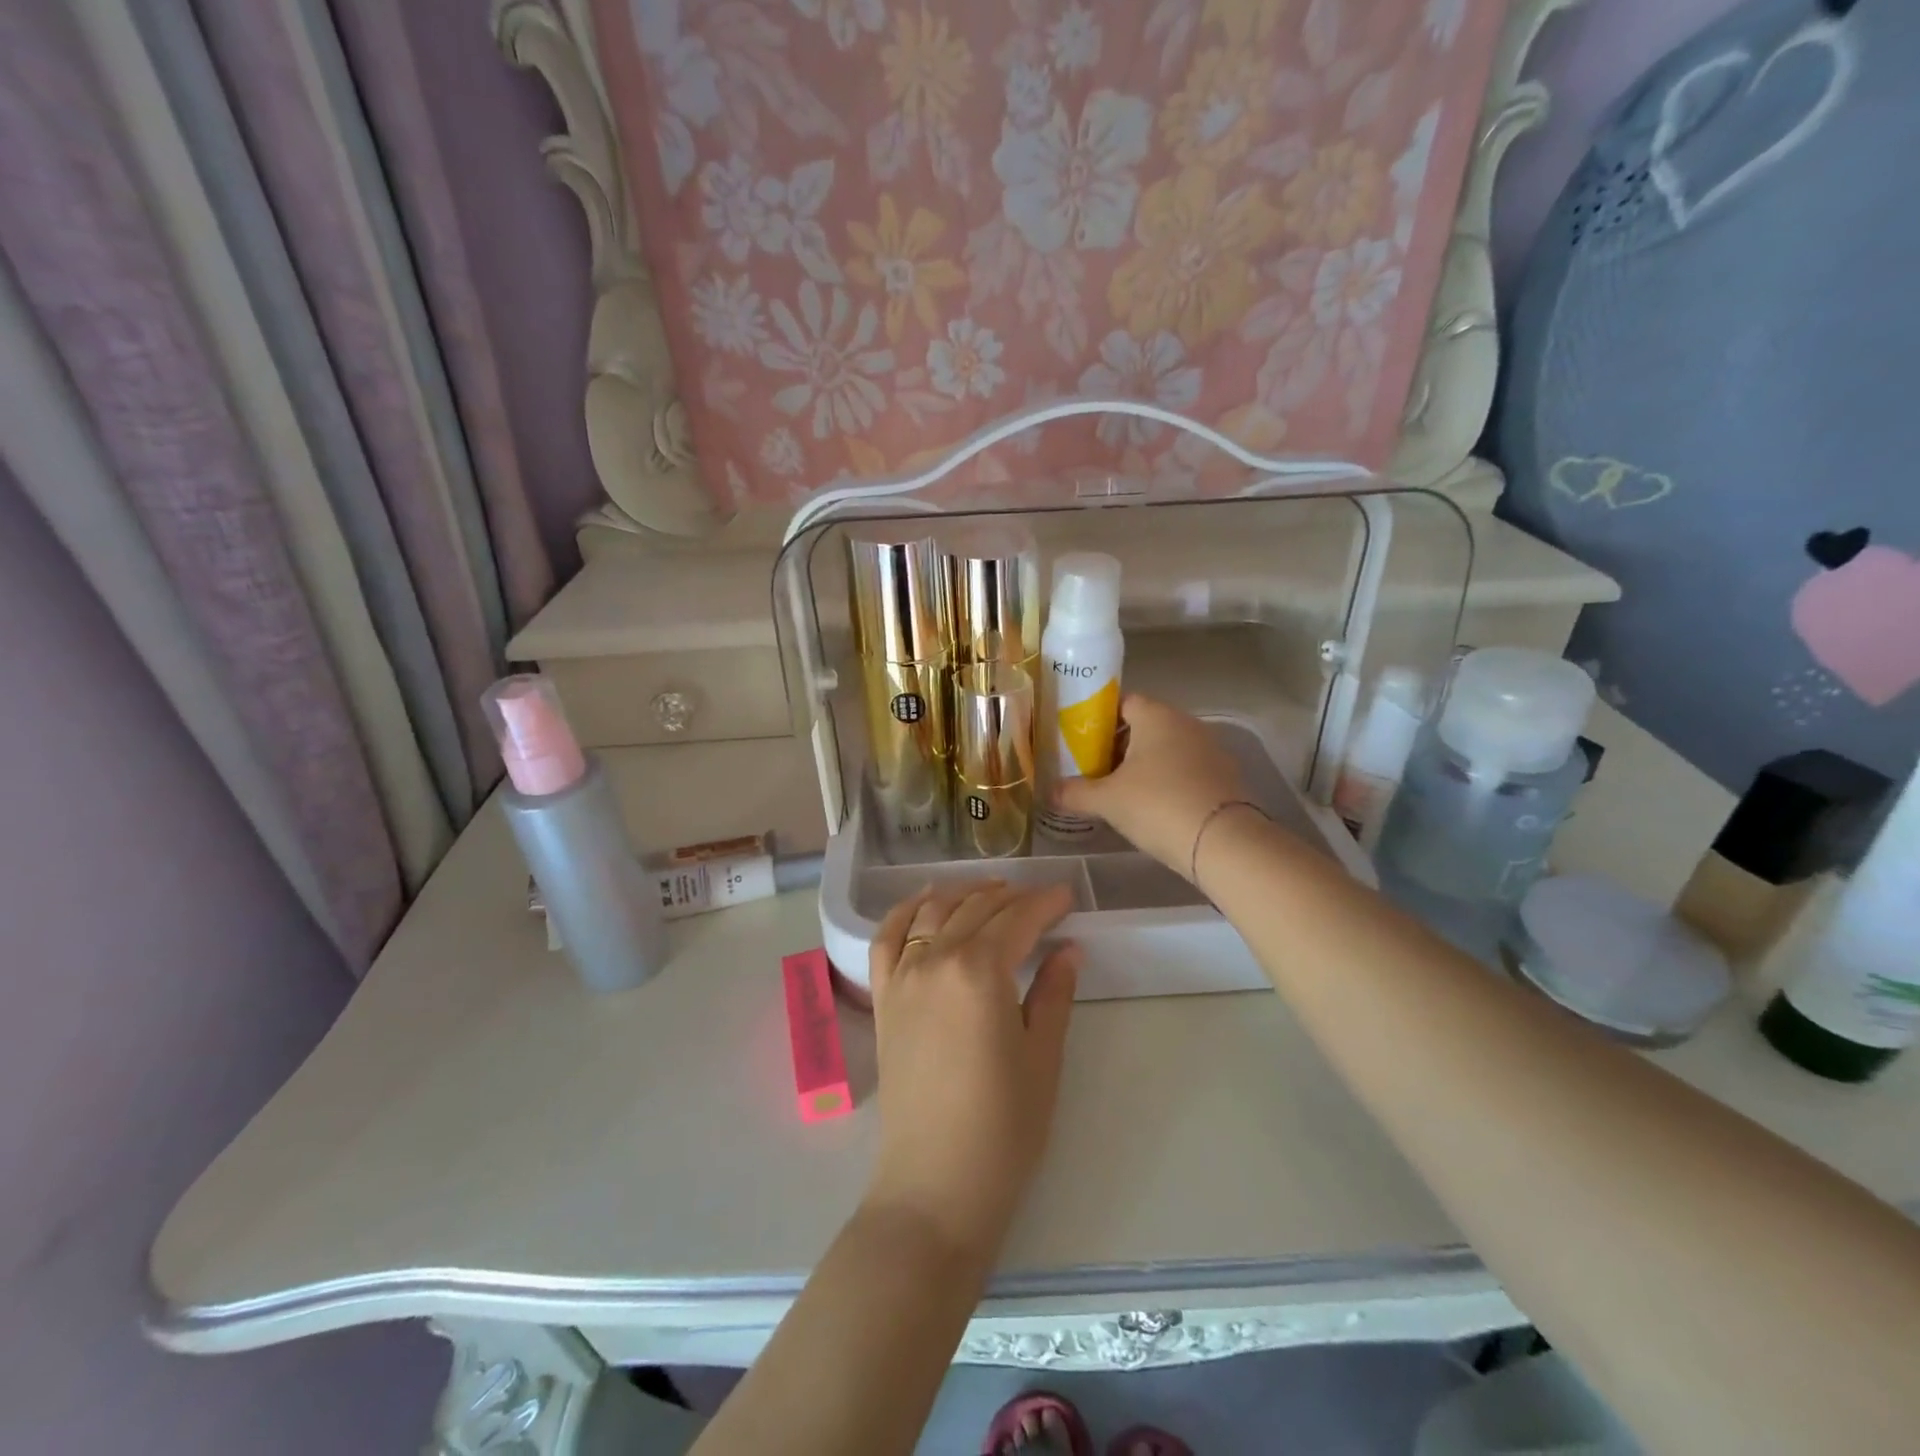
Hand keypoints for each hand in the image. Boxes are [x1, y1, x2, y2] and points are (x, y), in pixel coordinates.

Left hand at [864, 882, 1079, 1263]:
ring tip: (991, 891)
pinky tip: (925, 901)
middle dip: (1012, 898)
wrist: (934, 1183)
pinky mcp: (883, 998)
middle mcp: (935, 959)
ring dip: (964, 894)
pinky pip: (886, 937)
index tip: (1067, 896)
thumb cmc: (1003, 1126)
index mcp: (979, 971)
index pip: (1017, 919)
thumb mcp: (1042, 1056)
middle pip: (976, 910)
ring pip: (933, 913)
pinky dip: (905, 911)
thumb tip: (1069, 949)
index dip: (1046, 903)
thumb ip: (1054, 993)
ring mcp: (902, 977)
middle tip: (1040, 899)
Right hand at [1055, 695, 1246, 876]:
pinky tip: (1154, 807)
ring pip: (1166, 749)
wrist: (1224, 843)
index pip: (1123, 702)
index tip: (1080, 741)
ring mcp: (1210, 750)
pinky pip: (1186, 770)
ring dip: (1144, 765)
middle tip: (1093, 769)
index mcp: (1156, 716)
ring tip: (1120, 791)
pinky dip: (1168, 782)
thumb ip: (1074, 793)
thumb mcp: (1107, 801)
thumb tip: (1049, 791)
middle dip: (1118, 745)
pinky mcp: (1224, 777)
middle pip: (1144, 726)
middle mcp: (1186, 724)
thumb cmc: (1158, 805)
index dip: (1098, 719)